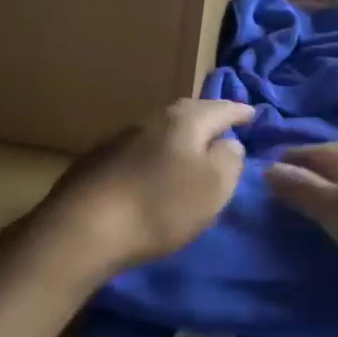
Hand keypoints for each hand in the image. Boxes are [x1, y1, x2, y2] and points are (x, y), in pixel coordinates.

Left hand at [39, 100, 252, 276]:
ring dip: (178, 139)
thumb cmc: (160, 206)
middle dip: (207, 119)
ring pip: (160, 131)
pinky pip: (138, 151)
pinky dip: (154, 156)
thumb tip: (228, 142)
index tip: (254, 114)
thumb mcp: (213, 186)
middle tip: (223, 128)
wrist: (83, 228)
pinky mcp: (97, 162)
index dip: (239, 112)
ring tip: (191, 151)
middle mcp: (150, 120)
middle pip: (186, 113)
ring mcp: (119, 139)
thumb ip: (229, 159)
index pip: (220, 108)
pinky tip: (152, 172)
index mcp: (183, 121)